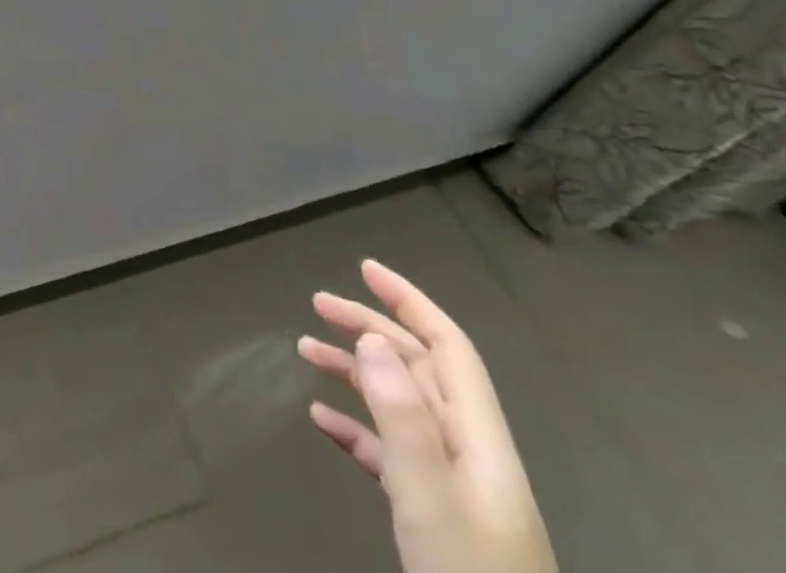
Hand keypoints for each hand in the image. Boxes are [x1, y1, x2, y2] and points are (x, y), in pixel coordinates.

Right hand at [298, 259, 555, 572]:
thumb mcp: (432, 502)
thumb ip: (403, 419)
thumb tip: (372, 339)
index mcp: (480, 441)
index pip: (449, 349)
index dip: (410, 302)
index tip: (364, 269)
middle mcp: (469, 453)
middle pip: (419, 369)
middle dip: (370, 328)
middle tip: (317, 304)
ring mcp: (452, 486)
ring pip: (400, 405)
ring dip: (355, 372)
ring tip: (305, 351)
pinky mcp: (433, 516)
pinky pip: (389, 451)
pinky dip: (355, 427)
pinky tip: (321, 421)